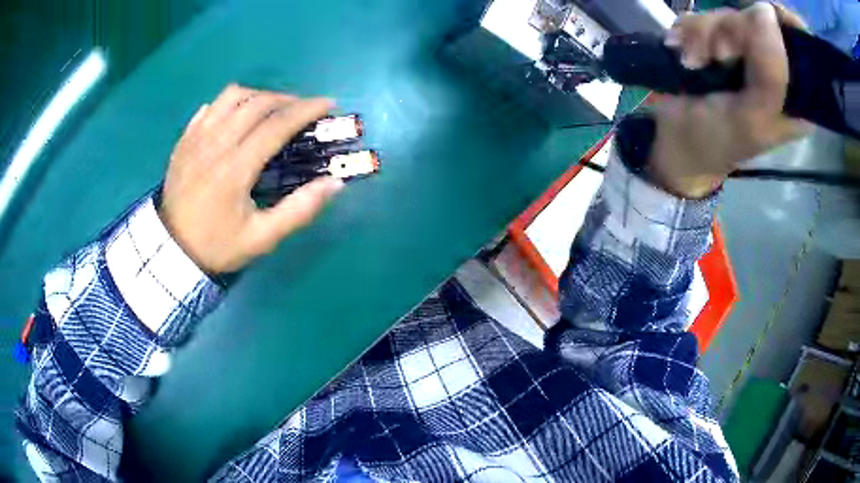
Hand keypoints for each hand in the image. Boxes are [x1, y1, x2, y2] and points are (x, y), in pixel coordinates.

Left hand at [159, 84, 343, 273]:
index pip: (277, 125)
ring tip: (271, 110)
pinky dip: (230, 104)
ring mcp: (196, 138)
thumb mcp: (261, 238)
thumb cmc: (217, 245)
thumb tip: (335, 183)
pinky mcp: (185, 139)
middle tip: (303, 110)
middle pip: (257, 103)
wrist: (171, 250)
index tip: (328, 104)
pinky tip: (238, 117)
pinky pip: (210, 107)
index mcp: (235, 168)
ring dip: (258, 96)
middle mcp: (215, 144)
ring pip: (232, 96)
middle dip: (287, 99)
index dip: (306, 110)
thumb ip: (299, 210)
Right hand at [647, 3, 809, 197]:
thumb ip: (770, 74)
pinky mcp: (723, 41)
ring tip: (693, 61)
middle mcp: (777, 68)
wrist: (677, 139)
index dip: (779, 26)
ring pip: (731, 13)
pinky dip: (690, 29)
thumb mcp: (752, 118)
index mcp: (797, 96)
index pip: (801, 42)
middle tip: (718, 56)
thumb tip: (765, 10)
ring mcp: (748, 51)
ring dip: (705, 32)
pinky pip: (708, 14)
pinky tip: (683, 50)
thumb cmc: (719, 140)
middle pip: (761, 20)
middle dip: (733, 32)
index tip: (758, 29)